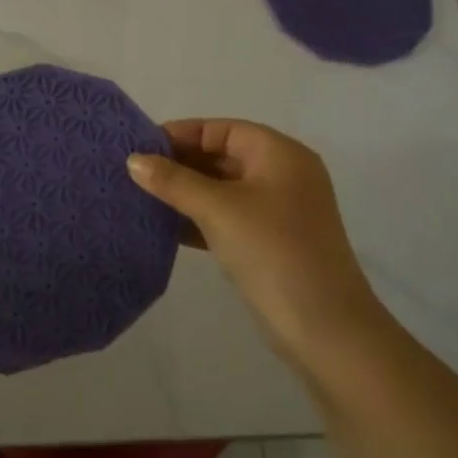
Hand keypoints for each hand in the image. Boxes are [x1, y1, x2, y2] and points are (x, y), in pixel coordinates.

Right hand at [128, 120, 385, 375]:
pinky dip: (199, 218)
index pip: (222, 129)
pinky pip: (228, 217)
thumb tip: (133, 160)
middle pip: (222, 156)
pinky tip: (164, 227)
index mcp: (280, 154)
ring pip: (223, 189)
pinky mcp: (271, 242)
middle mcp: (283, 174)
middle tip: (134, 173)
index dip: (180, 134)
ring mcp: (279, 210)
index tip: (139, 147)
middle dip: (179, 164)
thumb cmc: (272, 251)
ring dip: (185, 192)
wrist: (324, 328)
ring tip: (140, 197)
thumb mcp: (218, 209)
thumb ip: (174, 181)